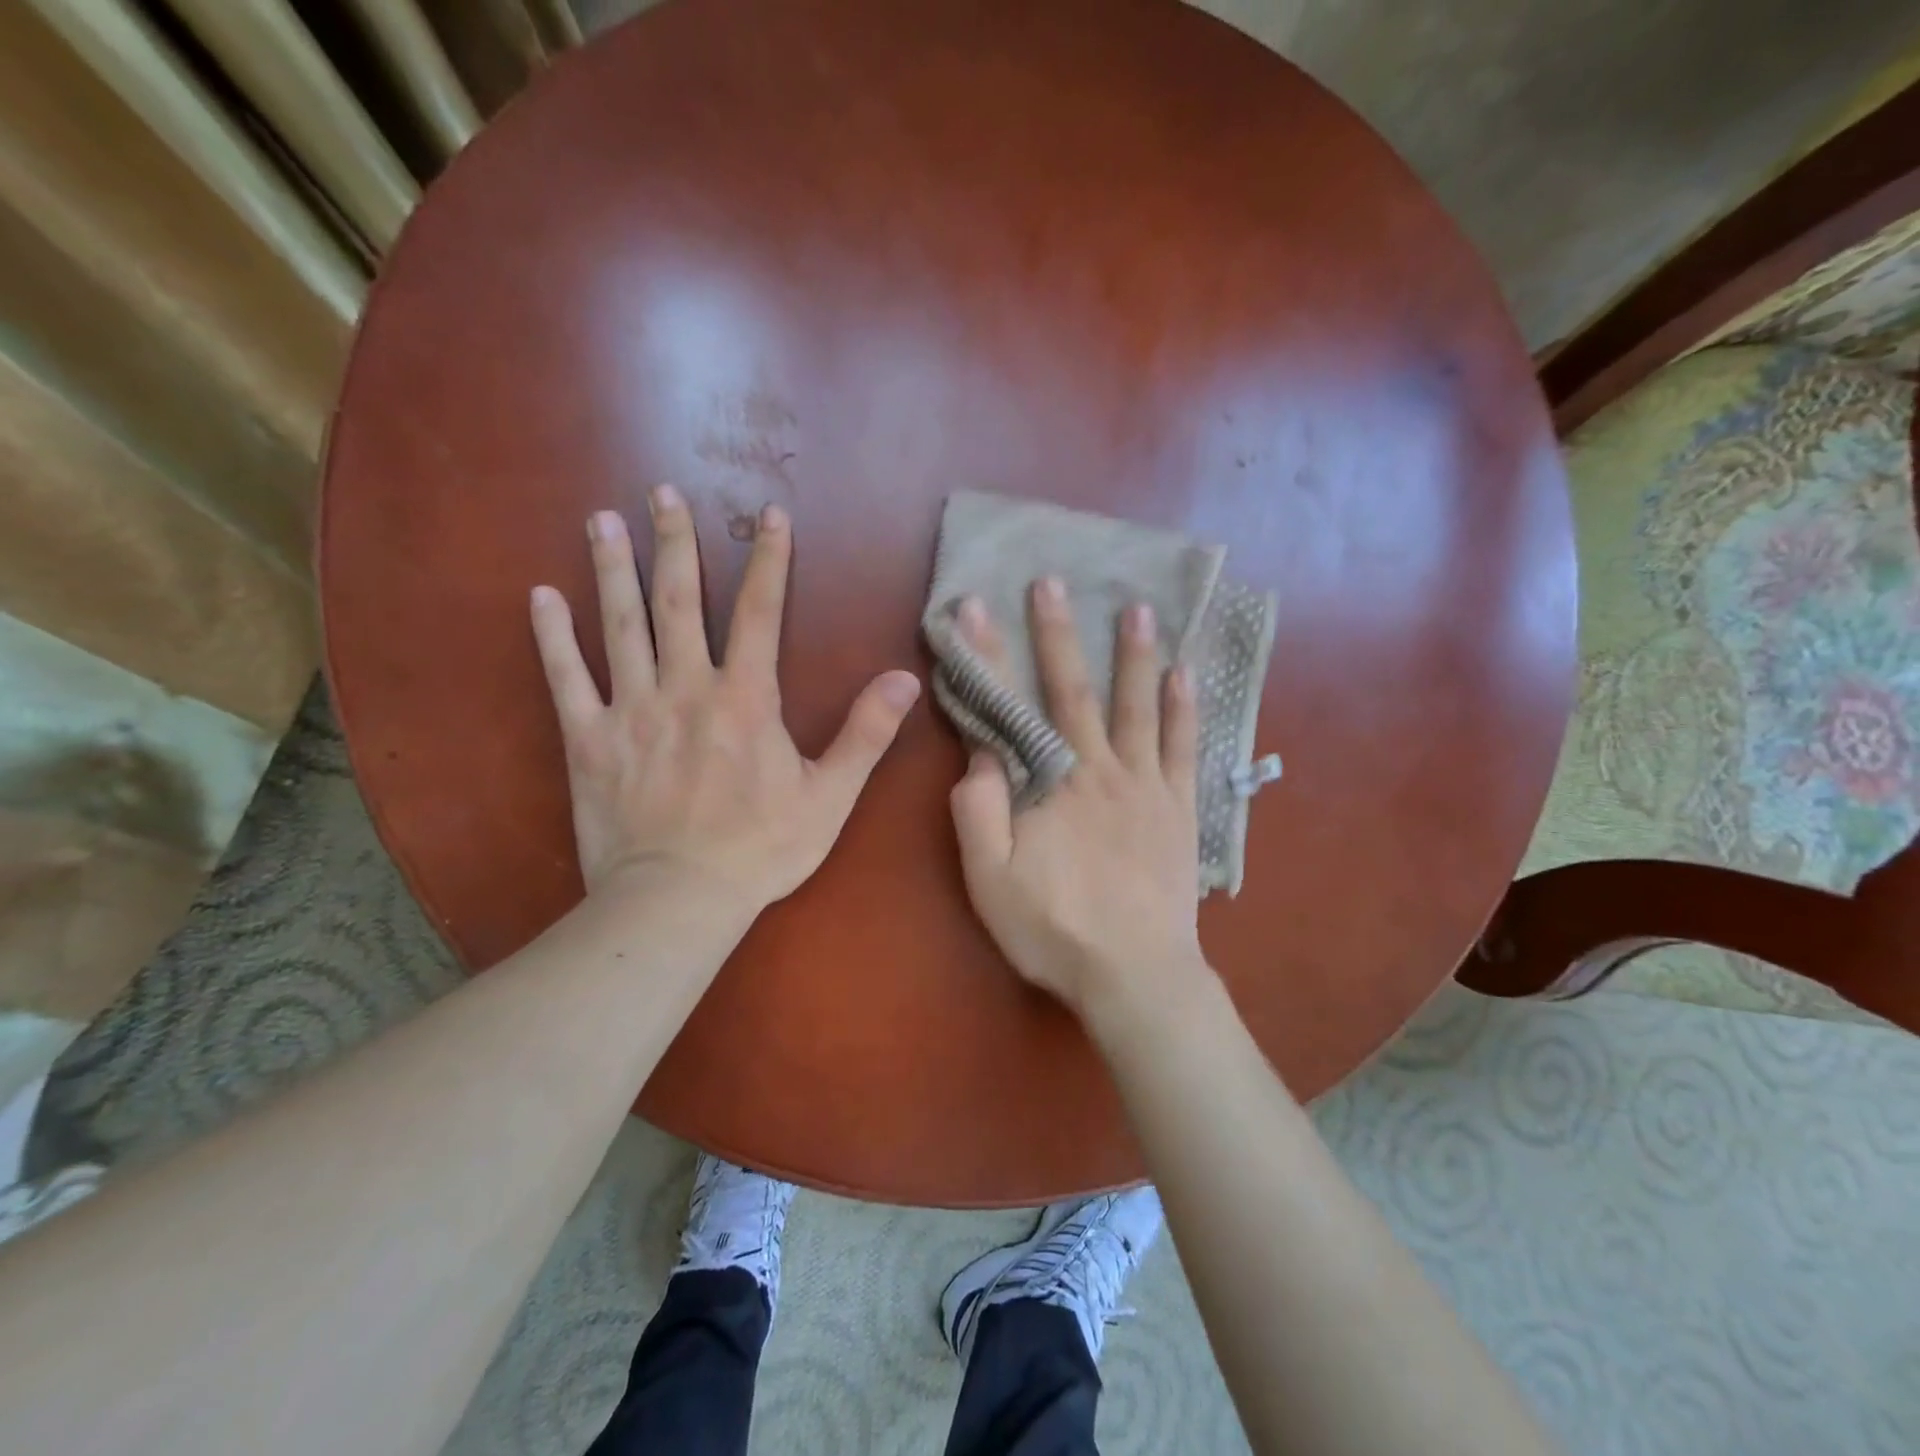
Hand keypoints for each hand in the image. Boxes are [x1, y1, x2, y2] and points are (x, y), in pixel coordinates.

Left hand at [530, 487, 920, 911]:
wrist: (678, 899)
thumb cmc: (761, 849)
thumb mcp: (830, 796)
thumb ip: (866, 733)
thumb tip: (905, 678)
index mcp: (745, 699)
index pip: (760, 613)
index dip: (768, 561)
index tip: (769, 514)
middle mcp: (685, 689)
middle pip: (679, 602)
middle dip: (674, 542)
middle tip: (662, 492)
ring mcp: (630, 711)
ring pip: (620, 626)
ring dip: (612, 570)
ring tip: (602, 519)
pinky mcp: (588, 740)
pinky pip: (565, 679)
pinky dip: (552, 637)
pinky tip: (541, 596)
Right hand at [948, 579, 1207, 1022]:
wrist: (1135, 974)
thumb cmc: (1054, 929)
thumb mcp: (991, 880)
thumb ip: (979, 812)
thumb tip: (980, 754)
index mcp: (1050, 784)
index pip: (1012, 707)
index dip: (990, 656)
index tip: (976, 608)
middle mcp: (1099, 769)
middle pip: (1074, 690)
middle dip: (1056, 633)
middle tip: (1051, 582)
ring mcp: (1145, 784)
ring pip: (1138, 706)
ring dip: (1134, 654)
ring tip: (1137, 608)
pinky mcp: (1178, 807)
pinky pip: (1182, 747)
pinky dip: (1183, 708)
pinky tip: (1185, 674)